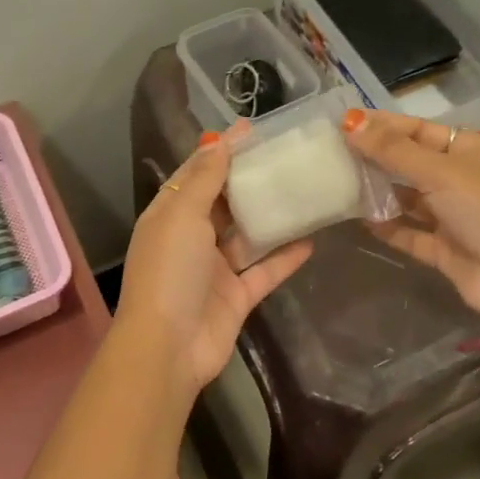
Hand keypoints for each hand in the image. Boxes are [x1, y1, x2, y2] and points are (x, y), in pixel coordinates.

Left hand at [116, 130, 313, 394]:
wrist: (168, 348)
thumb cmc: (169, 271)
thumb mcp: (182, 215)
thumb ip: (204, 179)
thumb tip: (218, 141)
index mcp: (170, 215)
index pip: (196, 174)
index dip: (221, 151)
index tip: (252, 130)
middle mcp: (191, 239)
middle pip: (223, 202)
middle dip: (250, 181)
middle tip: (286, 156)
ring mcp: (215, 270)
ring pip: (247, 236)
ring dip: (271, 217)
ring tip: (304, 191)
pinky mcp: (237, 297)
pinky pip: (265, 271)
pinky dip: (285, 257)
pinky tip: (311, 239)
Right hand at [343, 109, 479, 313]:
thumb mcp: (440, 172)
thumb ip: (393, 150)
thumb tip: (350, 122)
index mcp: (470, 150)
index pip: (419, 129)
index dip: (383, 125)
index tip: (345, 123)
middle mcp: (462, 179)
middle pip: (411, 162)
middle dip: (377, 158)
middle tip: (334, 152)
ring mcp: (453, 215)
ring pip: (408, 197)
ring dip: (379, 192)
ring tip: (341, 183)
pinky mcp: (444, 247)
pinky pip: (409, 231)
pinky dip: (387, 226)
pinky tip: (360, 219)